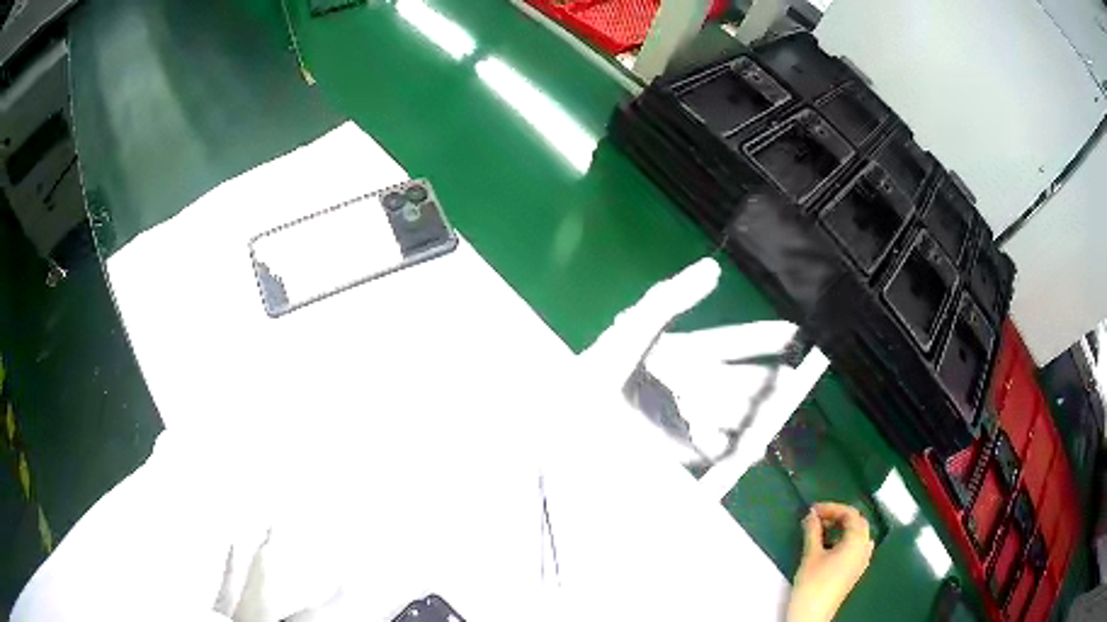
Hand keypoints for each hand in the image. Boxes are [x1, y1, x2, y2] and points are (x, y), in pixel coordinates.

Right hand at [788, 502, 874, 621]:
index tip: (813, 510)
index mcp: (857, 541)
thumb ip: (812, 531)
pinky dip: (846, 540)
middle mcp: (865, 547)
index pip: (850, 514)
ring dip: (843, 528)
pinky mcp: (856, 570)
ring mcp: (862, 560)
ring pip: (858, 534)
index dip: (832, 508)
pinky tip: (831, 546)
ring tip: (822, 531)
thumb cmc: (813, 583)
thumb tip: (810, 514)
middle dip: (838, 516)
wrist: (813, 614)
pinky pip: (857, 546)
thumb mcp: (811, 554)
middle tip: (817, 518)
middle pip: (857, 522)